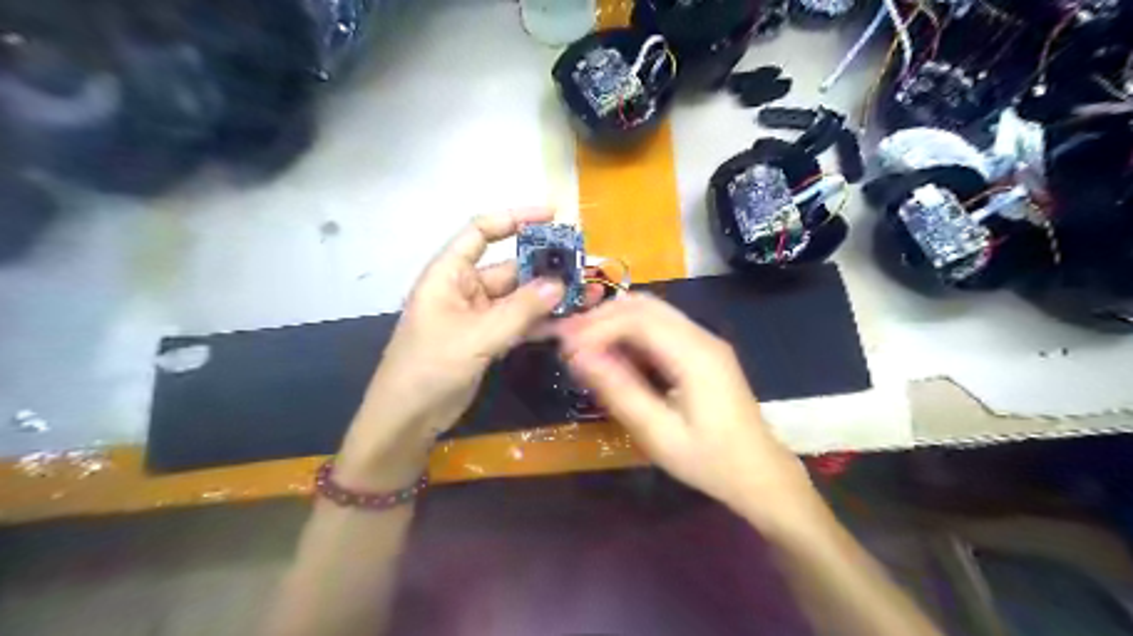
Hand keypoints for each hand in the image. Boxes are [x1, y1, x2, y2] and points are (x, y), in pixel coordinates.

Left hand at [336, 209, 566, 486]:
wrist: (408, 419)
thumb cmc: (429, 368)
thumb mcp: (475, 336)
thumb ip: (519, 311)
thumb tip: (559, 284)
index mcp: (449, 274)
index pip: (481, 231)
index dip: (516, 218)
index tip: (553, 215)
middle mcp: (465, 288)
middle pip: (511, 267)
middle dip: (546, 266)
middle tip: (585, 266)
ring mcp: (478, 315)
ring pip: (520, 298)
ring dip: (551, 297)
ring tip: (589, 295)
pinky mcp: (488, 339)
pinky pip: (520, 323)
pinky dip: (542, 324)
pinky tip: (570, 323)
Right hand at [555, 294, 818, 529]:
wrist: (760, 474)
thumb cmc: (711, 461)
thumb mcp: (659, 434)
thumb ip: (620, 392)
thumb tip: (579, 357)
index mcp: (695, 354)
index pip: (637, 319)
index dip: (596, 327)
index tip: (565, 348)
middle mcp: (702, 336)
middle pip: (644, 305)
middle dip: (601, 317)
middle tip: (567, 341)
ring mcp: (705, 340)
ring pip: (652, 311)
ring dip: (614, 321)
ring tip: (583, 346)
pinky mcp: (703, 351)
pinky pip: (661, 327)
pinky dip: (631, 333)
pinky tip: (614, 354)